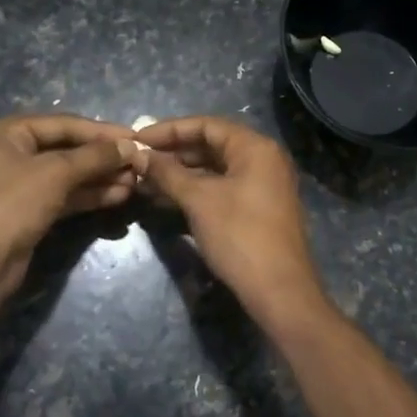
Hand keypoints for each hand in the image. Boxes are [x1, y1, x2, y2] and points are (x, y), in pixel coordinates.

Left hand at [0, 115, 142, 304]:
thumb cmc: (11, 205)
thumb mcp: (55, 173)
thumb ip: (94, 157)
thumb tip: (130, 146)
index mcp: (10, 132)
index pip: (66, 124)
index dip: (102, 131)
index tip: (137, 138)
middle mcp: (14, 153)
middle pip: (68, 148)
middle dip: (104, 157)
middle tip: (140, 163)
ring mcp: (22, 184)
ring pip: (69, 175)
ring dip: (101, 177)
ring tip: (136, 182)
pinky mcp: (30, 211)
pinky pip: (66, 196)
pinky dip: (90, 195)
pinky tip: (118, 196)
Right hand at [134, 116, 325, 321]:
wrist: (279, 291)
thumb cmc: (240, 236)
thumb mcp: (199, 200)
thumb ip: (167, 173)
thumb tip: (139, 155)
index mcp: (255, 147)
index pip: (206, 125)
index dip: (169, 130)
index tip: (137, 139)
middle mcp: (262, 160)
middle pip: (210, 145)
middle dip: (172, 153)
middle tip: (138, 161)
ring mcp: (261, 186)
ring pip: (213, 170)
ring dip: (179, 174)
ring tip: (144, 182)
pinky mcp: (256, 210)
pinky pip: (220, 190)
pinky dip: (194, 192)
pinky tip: (164, 200)